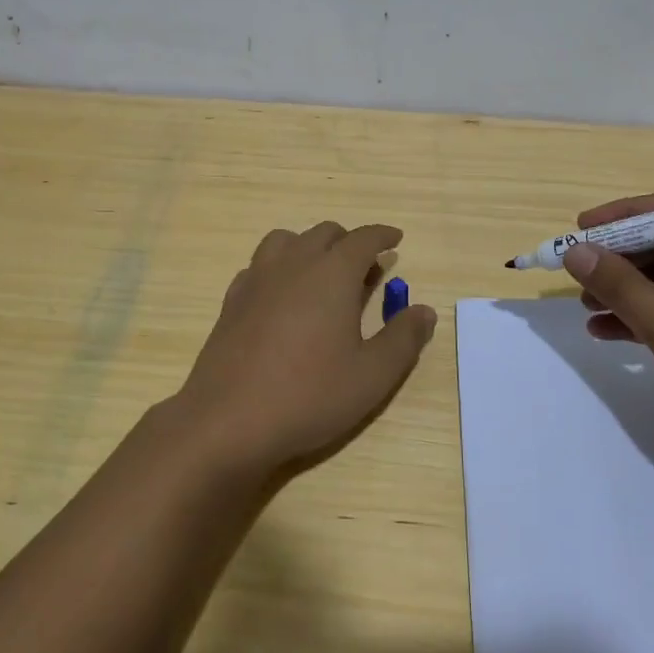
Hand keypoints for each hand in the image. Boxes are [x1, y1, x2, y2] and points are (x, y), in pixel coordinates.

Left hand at [172, 221, 437, 478]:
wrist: (229, 419)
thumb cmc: (309, 395)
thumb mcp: (372, 375)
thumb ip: (403, 338)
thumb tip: (424, 310)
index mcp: (332, 273)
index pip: (363, 238)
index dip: (383, 235)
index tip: (395, 239)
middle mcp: (294, 263)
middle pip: (324, 233)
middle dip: (349, 242)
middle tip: (365, 268)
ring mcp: (258, 278)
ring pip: (287, 240)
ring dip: (310, 247)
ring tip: (322, 275)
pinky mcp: (232, 299)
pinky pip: (260, 265)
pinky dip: (279, 268)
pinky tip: (283, 296)